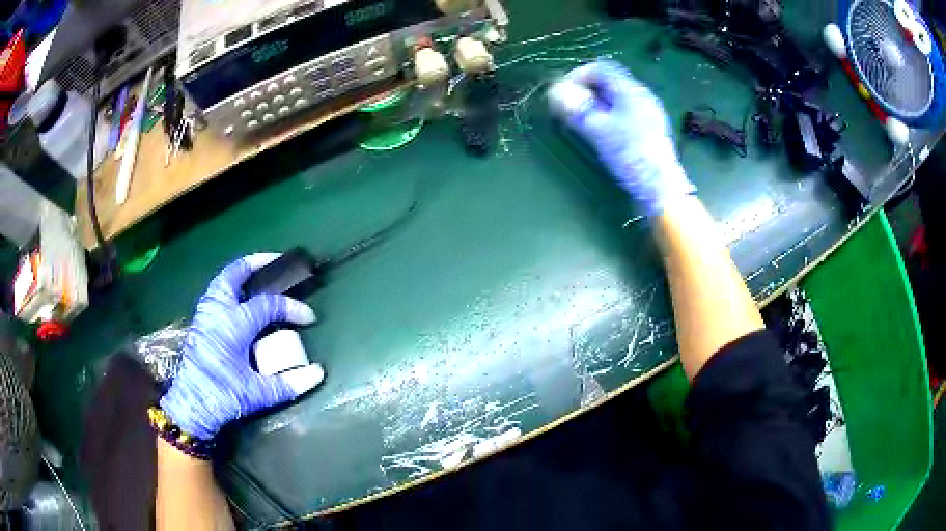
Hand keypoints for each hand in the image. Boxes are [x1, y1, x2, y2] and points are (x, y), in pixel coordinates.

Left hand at [160, 254, 323, 440]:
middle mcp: (217, 311)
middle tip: (276, 262)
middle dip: (256, 263)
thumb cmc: (222, 396)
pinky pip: (215, 294)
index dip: (292, 307)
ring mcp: (205, 315)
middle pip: (235, 274)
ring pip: (221, 282)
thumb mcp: (257, 394)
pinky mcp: (199, 324)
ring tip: (257, 277)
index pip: (268, 305)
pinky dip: (229, 288)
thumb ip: (289, 383)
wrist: (190, 406)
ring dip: (240, 275)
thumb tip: (318, 374)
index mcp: (233, 324)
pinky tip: (239, 301)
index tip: (309, 318)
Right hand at [547, 59, 694, 215]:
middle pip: (609, 81)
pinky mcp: (651, 128)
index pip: (601, 68)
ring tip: (584, 121)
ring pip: (617, 97)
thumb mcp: (598, 130)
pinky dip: (610, 114)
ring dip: (597, 103)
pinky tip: (604, 132)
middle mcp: (642, 96)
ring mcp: (649, 112)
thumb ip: (576, 108)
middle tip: (571, 108)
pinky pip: (626, 111)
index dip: (578, 75)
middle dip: (586, 90)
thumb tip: (556, 92)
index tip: (563, 93)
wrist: (660, 187)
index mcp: (631, 90)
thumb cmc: (630, 155)